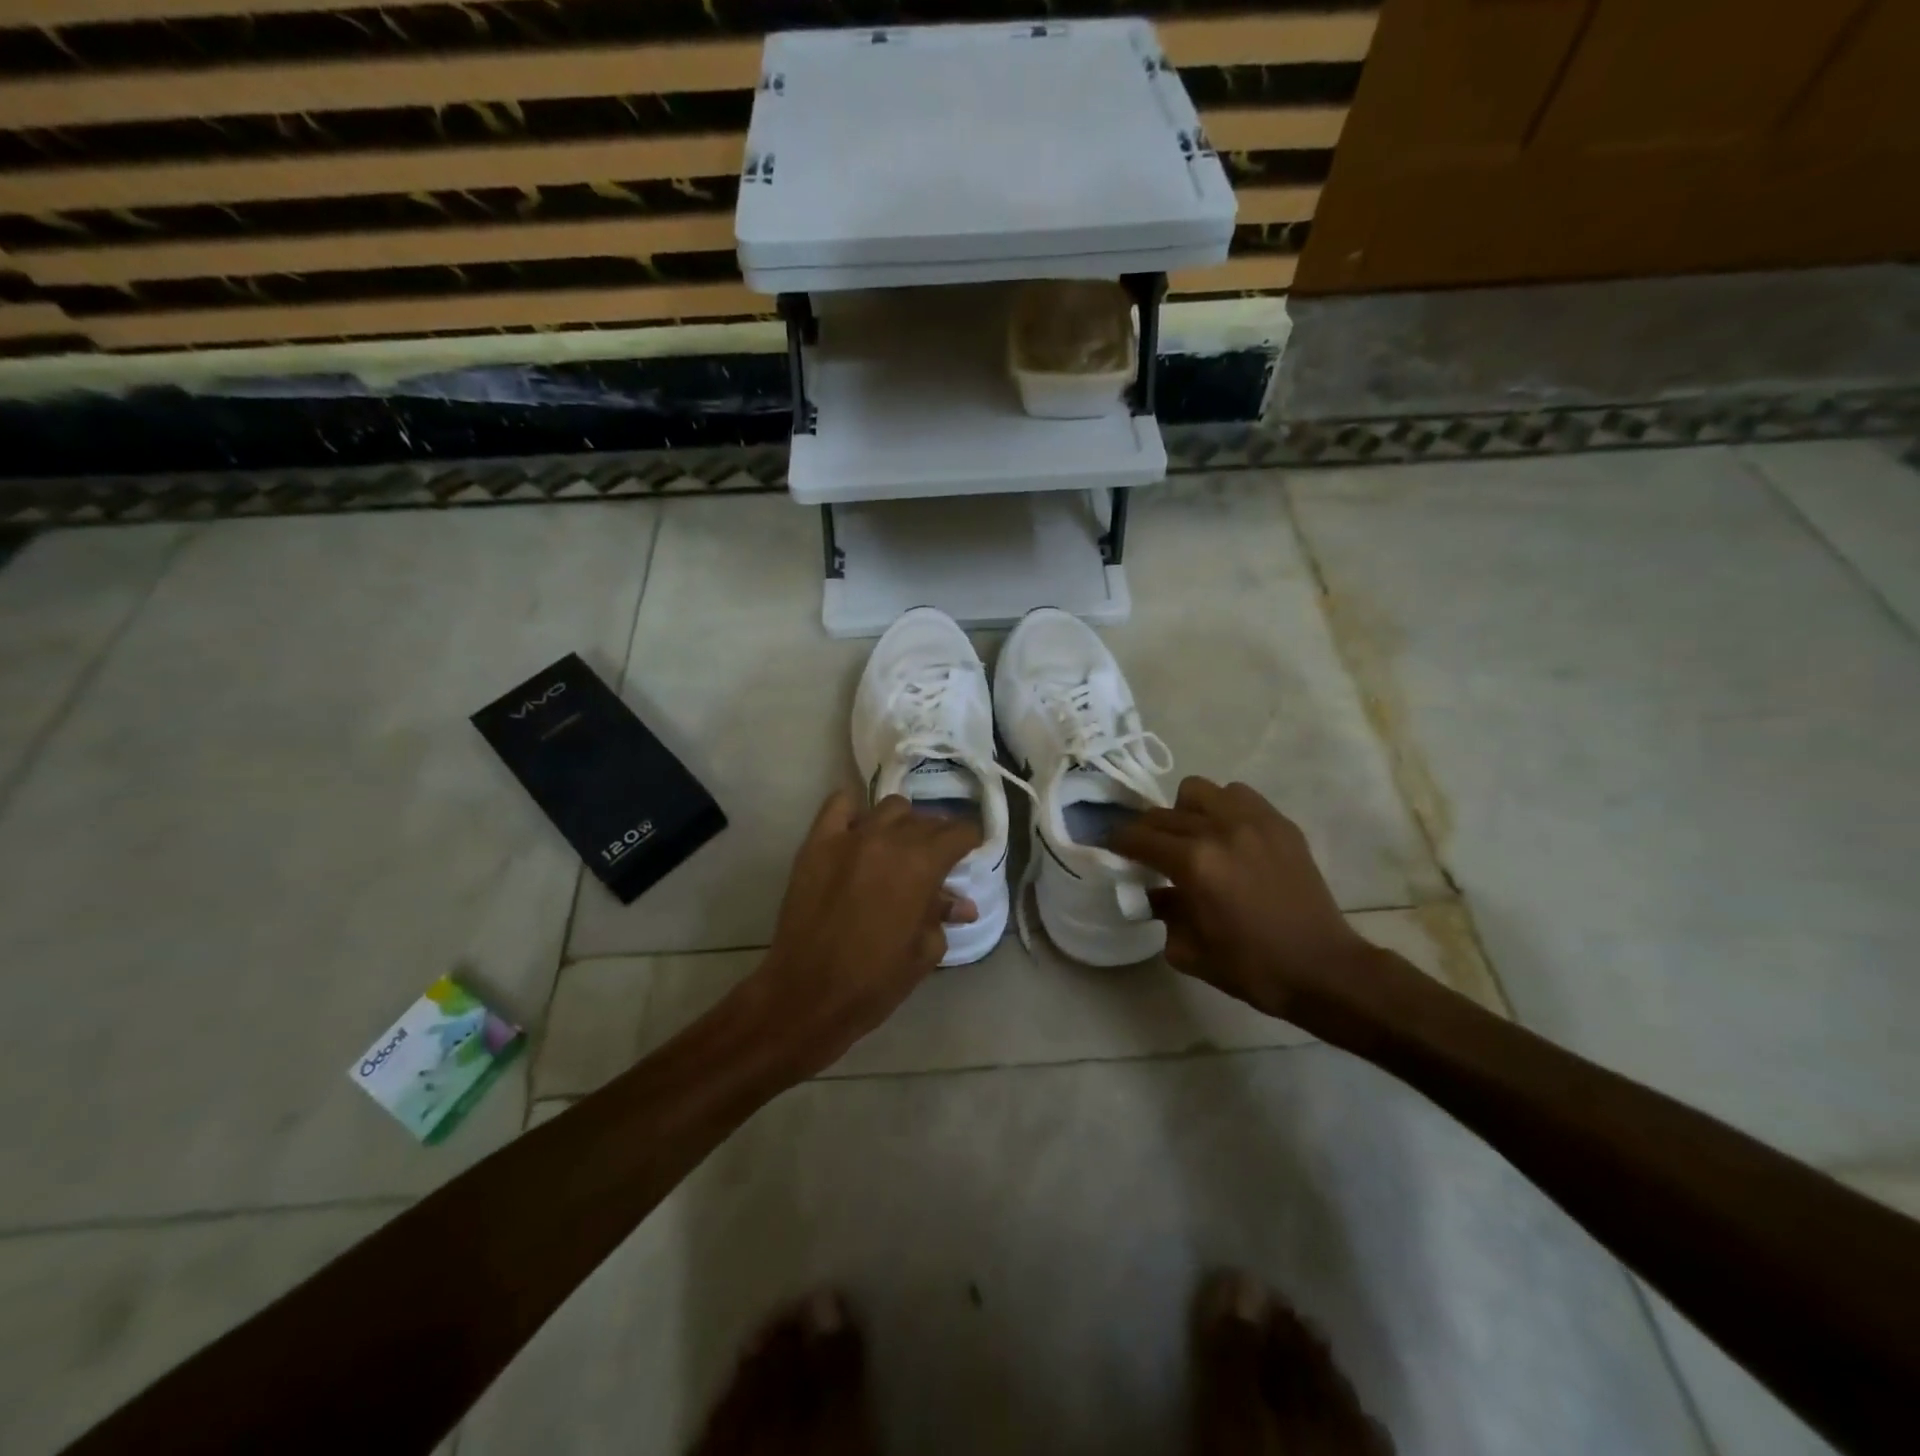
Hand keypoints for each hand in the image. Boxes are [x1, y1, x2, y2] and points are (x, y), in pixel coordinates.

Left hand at [746, 790, 980, 1078]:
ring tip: (899, 846)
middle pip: (926, 820)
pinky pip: (839, 805)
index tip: (971, 850)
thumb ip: (942, 916)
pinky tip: (859, 829)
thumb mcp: (923, 952)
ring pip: (890, 808)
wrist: (808, 994)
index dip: (970, 840)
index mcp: (922, 865)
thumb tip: (960, 904)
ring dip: (903, 823)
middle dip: (938, 836)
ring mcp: (849, 837)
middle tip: (937, 859)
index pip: (958, 832)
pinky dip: (854, 811)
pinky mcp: (817, 843)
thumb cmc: (874, 981)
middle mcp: (889, 839)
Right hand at [1112, 778, 1379, 1031]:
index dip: (1118, 841)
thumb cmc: (1251, 968)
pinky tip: (1228, 836)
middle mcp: (1219, 831)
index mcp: (1194, 864)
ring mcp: (1254, 822)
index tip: (1111, 846)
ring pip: (1200, 791)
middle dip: (1147, 831)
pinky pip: (1239, 796)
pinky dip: (1224, 808)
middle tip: (1148, 850)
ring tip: (1193, 836)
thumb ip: (1163, 913)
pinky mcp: (1280, 824)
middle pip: (1164, 813)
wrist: (1323, 969)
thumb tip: (1154, 892)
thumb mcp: (1190, 951)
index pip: (1139, 838)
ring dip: (1186, 811)